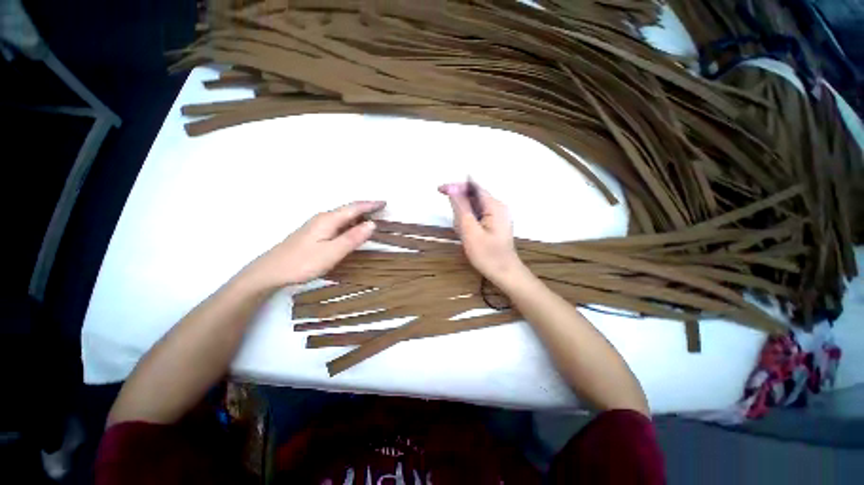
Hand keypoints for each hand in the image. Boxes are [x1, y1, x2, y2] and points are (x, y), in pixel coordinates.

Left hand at [250, 201, 384, 287]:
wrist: (271, 271)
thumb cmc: (303, 262)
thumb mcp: (332, 252)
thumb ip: (353, 238)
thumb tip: (372, 224)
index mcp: (329, 219)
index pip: (354, 208)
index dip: (370, 205)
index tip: (385, 202)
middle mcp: (323, 218)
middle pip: (349, 209)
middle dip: (366, 208)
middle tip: (382, 210)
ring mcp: (317, 225)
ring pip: (343, 216)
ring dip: (359, 216)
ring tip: (373, 219)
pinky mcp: (314, 233)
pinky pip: (338, 223)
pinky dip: (350, 223)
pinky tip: (352, 230)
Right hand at [438, 182, 524, 283]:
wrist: (505, 273)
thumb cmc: (487, 255)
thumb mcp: (470, 230)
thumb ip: (461, 207)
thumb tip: (452, 187)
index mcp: (494, 205)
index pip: (473, 186)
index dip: (456, 186)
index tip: (440, 190)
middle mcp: (498, 206)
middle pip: (474, 196)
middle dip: (460, 207)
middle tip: (457, 227)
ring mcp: (498, 215)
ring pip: (475, 207)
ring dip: (464, 217)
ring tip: (464, 235)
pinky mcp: (496, 223)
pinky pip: (478, 216)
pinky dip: (470, 222)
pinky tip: (469, 235)